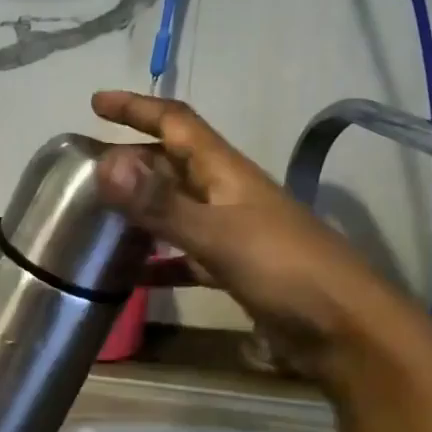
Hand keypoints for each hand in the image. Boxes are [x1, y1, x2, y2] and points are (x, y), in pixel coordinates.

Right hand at [90, 90, 431, 376]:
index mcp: (225, 172)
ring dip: (142, 207)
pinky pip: (184, 256)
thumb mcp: (217, 233)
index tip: (97, 102)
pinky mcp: (235, 270)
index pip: (176, 122)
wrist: (344, 329)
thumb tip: (105, 163)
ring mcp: (233, 233)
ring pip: (177, 208)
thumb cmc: (284, 269)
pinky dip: (158, 261)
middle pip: (173, 163)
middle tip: (87, 167)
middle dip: (133, 158)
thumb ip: (160, 202)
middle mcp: (227, 194)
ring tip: (99, 215)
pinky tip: (131, 276)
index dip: (137, 108)